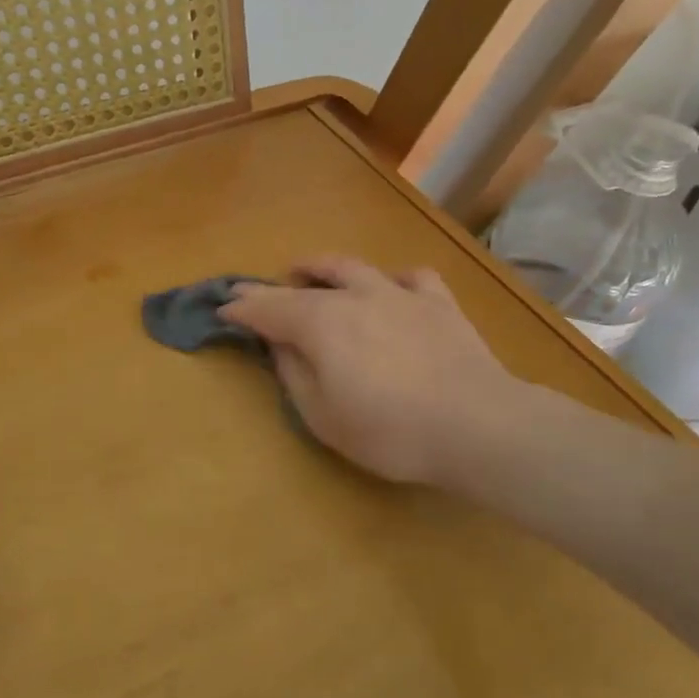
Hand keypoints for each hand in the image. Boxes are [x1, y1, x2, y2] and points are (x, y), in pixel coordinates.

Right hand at [220, 256, 516, 485]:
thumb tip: (278, 345)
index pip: (268, 310)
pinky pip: (411, 277)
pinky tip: (390, 287)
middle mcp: (354, 297)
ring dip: (322, 267)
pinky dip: (392, 280)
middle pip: (303, 286)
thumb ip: (295, 375)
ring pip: (353, 267)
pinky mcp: (437, 303)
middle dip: (270, 287)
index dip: (242, 309)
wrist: (476, 424)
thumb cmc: (390, 431)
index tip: (222, 308)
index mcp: (320, 325)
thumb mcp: (324, 417)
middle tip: (249, 288)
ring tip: (306, 269)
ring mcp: (399, 294)